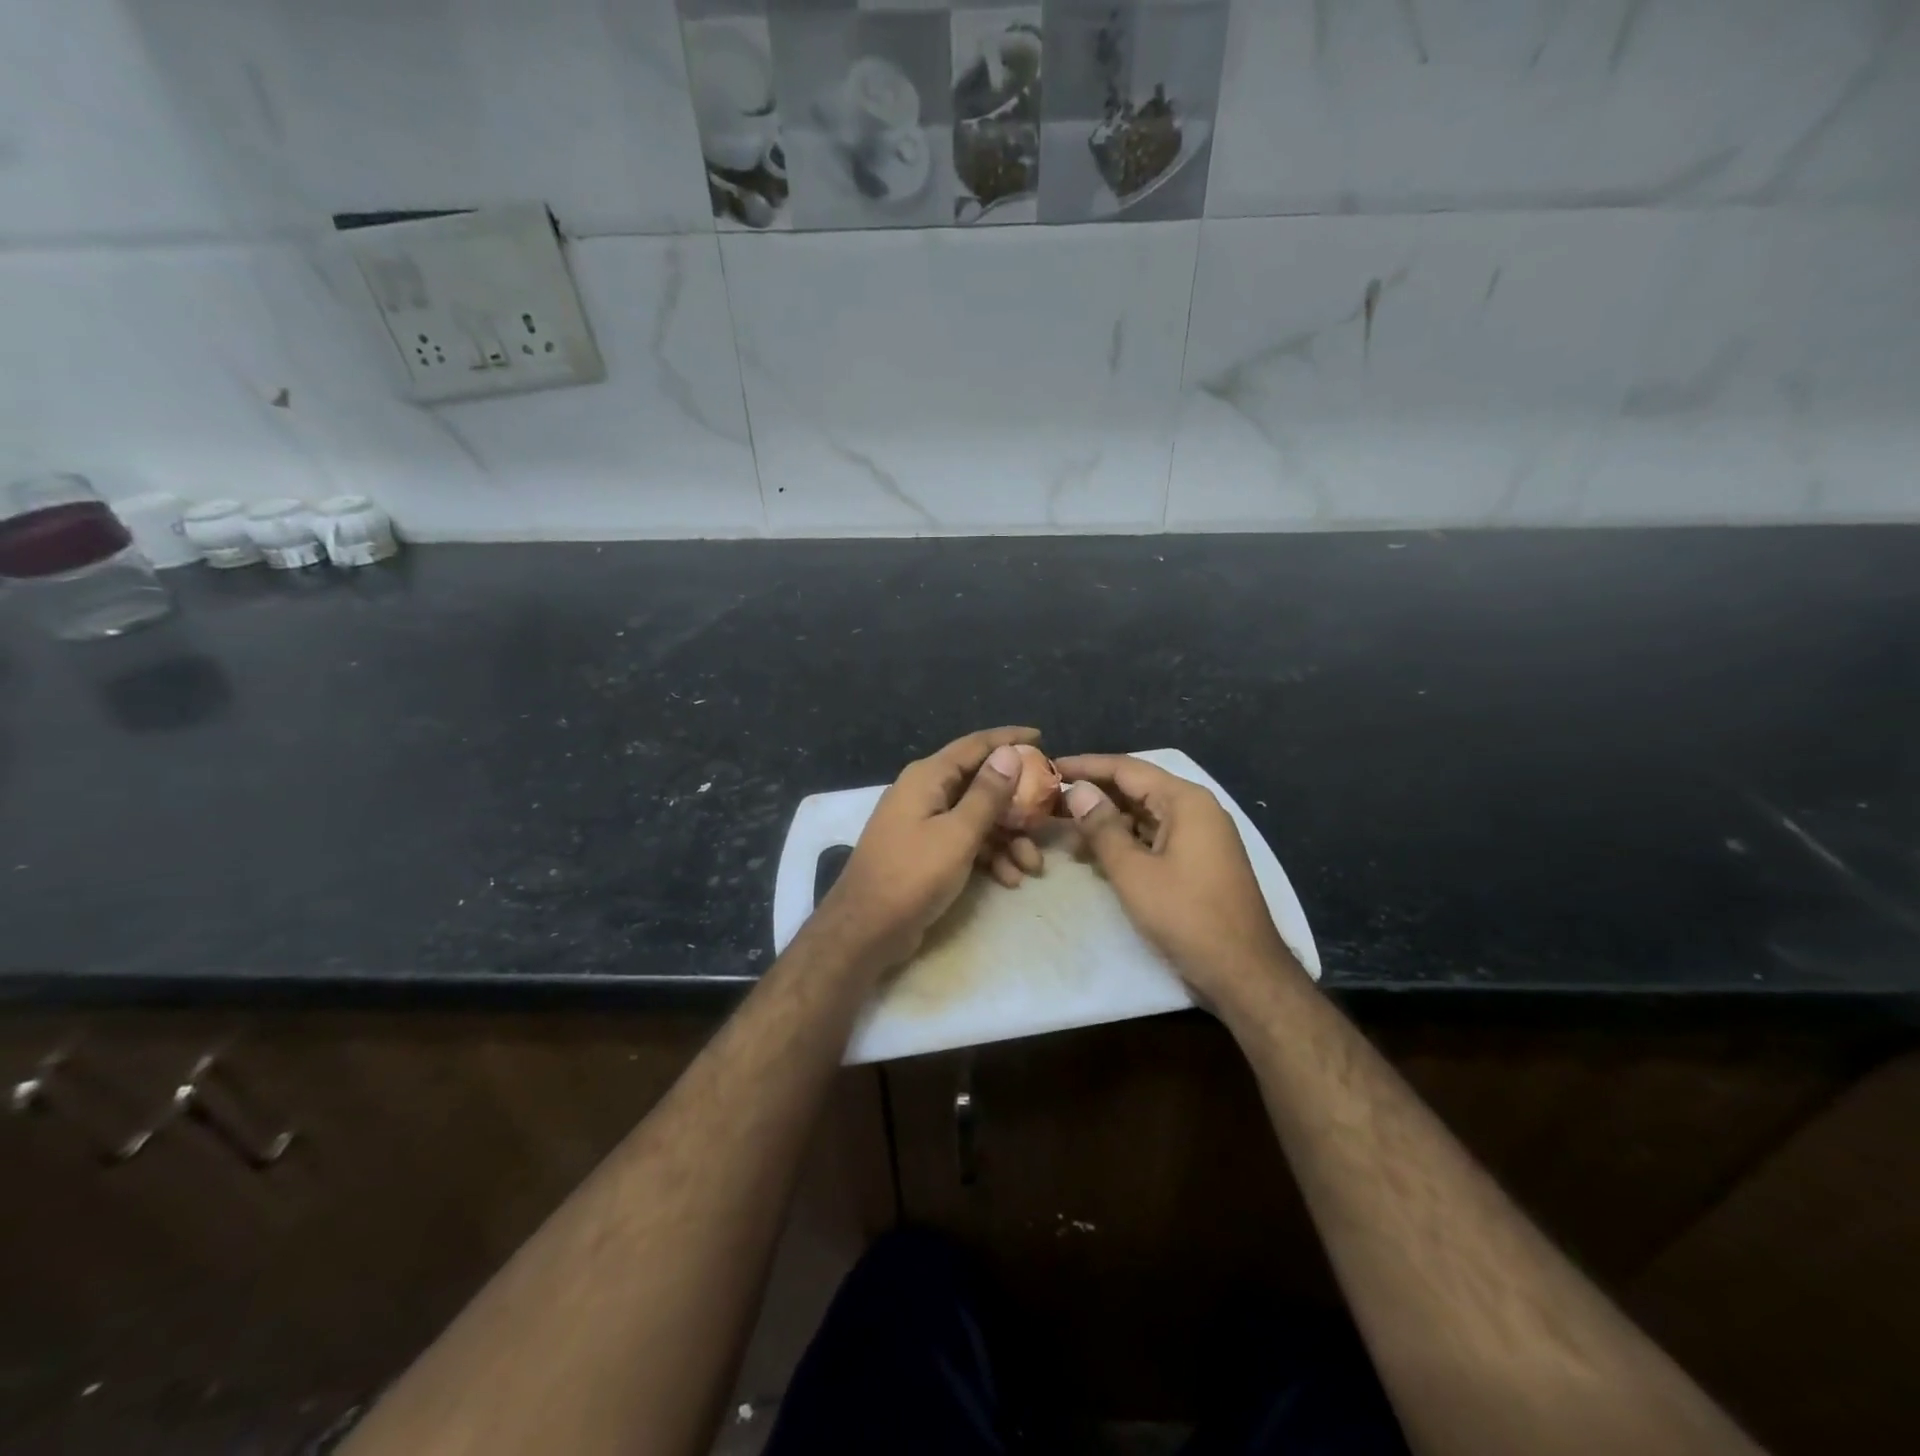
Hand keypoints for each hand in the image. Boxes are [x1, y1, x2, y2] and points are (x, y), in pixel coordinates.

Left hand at [812, 727, 1040, 975]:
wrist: (866, 928)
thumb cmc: (913, 874)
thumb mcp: (958, 834)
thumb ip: (987, 793)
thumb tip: (1009, 753)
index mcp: (928, 777)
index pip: (975, 745)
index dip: (1009, 739)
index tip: (1042, 737)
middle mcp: (925, 792)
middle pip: (980, 784)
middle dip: (1017, 804)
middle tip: (1047, 817)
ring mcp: (923, 822)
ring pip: (977, 818)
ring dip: (1007, 838)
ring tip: (1033, 866)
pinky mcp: (925, 851)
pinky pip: (965, 842)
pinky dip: (988, 856)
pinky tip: (1009, 879)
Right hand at [1056, 754, 1299, 1005]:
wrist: (1244, 973)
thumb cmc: (1187, 917)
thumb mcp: (1134, 872)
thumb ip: (1102, 827)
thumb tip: (1077, 789)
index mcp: (1185, 801)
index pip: (1126, 768)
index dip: (1085, 766)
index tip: (1048, 767)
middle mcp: (1195, 810)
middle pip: (1135, 790)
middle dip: (1092, 795)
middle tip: (1048, 802)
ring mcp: (1199, 837)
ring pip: (1142, 816)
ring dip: (1105, 822)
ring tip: (1063, 831)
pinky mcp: (1196, 862)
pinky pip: (1153, 838)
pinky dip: (1124, 843)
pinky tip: (1094, 856)